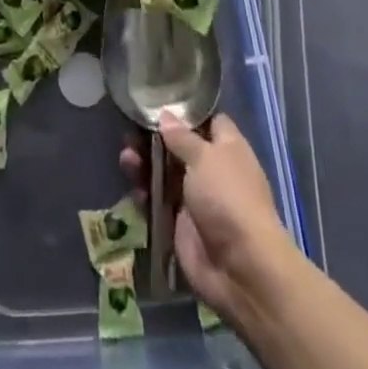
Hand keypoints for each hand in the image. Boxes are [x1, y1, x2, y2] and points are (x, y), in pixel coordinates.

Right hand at [122, 113, 293, 321]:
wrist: (240, 269)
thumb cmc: (228, 198)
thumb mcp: (204, 158)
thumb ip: (181, 136)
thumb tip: (165, 115)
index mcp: (226, 147)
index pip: (205, 119)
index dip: (183, 111)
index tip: (156, 100)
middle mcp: (210, 168)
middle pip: (177, 144)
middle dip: (152, 138)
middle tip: (130, 133)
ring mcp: (195, 196)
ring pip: (163, 171)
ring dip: (144, 163)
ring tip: (126, 159)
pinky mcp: (179, 222)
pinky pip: (157, 199)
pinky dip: (144, 191)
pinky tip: (134, 188)